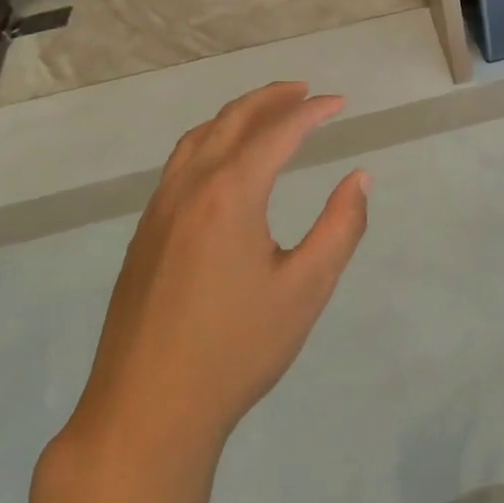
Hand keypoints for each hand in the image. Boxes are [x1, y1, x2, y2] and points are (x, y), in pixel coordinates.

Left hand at [65, 83, 369, 456]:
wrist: (146, 411)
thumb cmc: (236, 350)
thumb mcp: (305, 289)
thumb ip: (340, 227)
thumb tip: (359, 179)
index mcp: (230, 194)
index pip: (277, 132)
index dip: (313, 112)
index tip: (341, 103)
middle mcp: (189, 188)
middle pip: (232, 120)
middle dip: (271, 99)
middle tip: (305, 91)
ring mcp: (159, 209)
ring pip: (198, 138)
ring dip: (236, 115)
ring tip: (268, 113)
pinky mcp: (145, 233)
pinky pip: (179, 163)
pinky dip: (210, 140)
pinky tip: (224, 162)